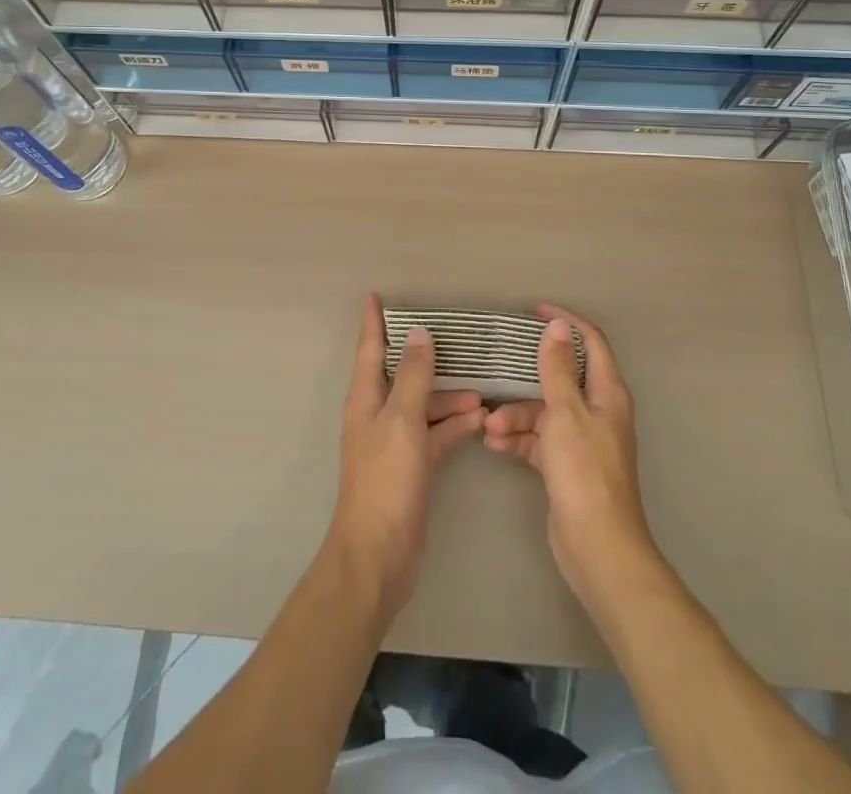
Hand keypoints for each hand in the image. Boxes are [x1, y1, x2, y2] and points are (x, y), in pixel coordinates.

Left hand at [326, 294, 486, 619]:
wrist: (379, 555)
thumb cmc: (386, 480)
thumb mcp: (402, 420)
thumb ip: (412, 376)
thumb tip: (419, 333)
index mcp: (365, 398)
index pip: (370, 348)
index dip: (374, 322)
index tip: (376, 295)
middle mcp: (378, 414)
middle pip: (403, 376)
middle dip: (428, 361)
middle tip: (459, 344)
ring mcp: (395, 442)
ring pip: (424, 406)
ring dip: (449, 398)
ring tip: (484, 394)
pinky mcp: (413, 467)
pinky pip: (435, 435)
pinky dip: (454, 427)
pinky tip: (480, 422)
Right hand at [484, 305, 655, 608]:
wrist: (597, 547)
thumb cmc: (584, 472)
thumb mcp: (566, 413)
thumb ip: (558, 369)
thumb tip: (557, 326)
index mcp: (607, 393)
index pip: (590, 342)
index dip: (566, 322)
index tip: (534, 311)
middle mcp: (597, 411)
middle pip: (560, 378)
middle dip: (525, 377)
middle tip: (497, 366)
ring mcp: (581, 440)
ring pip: (543, 412)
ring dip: (515, 415)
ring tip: (489, 428)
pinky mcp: (566, 465)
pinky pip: (538, 440)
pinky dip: (518, 439)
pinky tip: (494, 445)